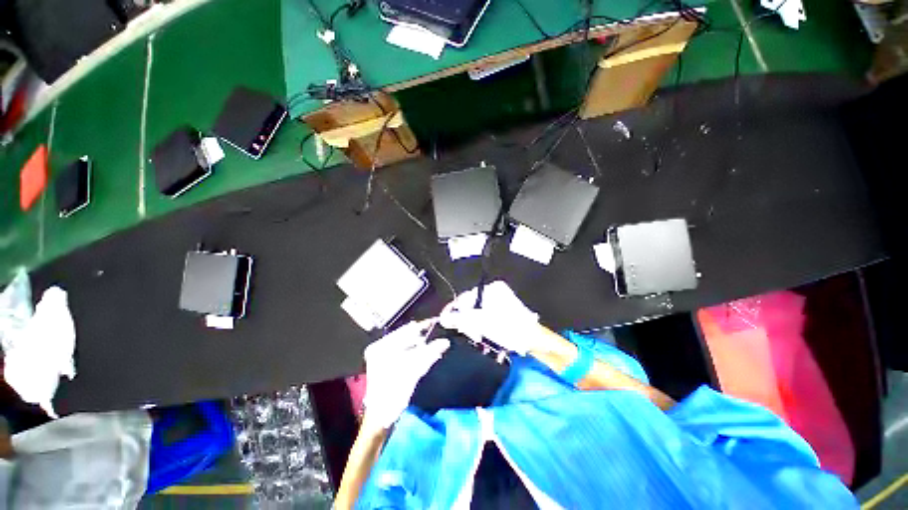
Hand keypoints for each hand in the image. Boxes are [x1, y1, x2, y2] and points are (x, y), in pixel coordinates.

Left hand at [363, 321, 449, 429]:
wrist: (381, 416)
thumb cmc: (394, 392)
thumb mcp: (414, 371)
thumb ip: (430, 353)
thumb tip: (445, 341)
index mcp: (381, 346)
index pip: (405, 331)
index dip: (421, 327)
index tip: (435, 322)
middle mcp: (379, 347)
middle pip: (404, 337)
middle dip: (421, 337)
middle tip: (435, 336)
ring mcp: (380, 355)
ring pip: (404, 344)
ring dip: (419, 345)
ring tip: (432, 346)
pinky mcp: (385, 363)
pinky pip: (402, 351)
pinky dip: (414, 352)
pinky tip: (423, 354)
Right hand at [440, 281, 542, 355]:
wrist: (534, 341)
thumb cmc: (509, 328)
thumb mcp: (482, 323)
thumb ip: (460, 319)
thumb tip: (443, 318)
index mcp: (491, 289)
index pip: (465, 297)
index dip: (457, 312)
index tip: (455, 326)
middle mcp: (494, 292)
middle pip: (470, 306)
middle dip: (468, 321)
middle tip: (473, 334)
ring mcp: (498, 302)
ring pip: (476, 313)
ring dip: (474, 326)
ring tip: (480, 336)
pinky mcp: (501, 312)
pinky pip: (484, 317)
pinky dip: (482, 326)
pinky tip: (484, 334)